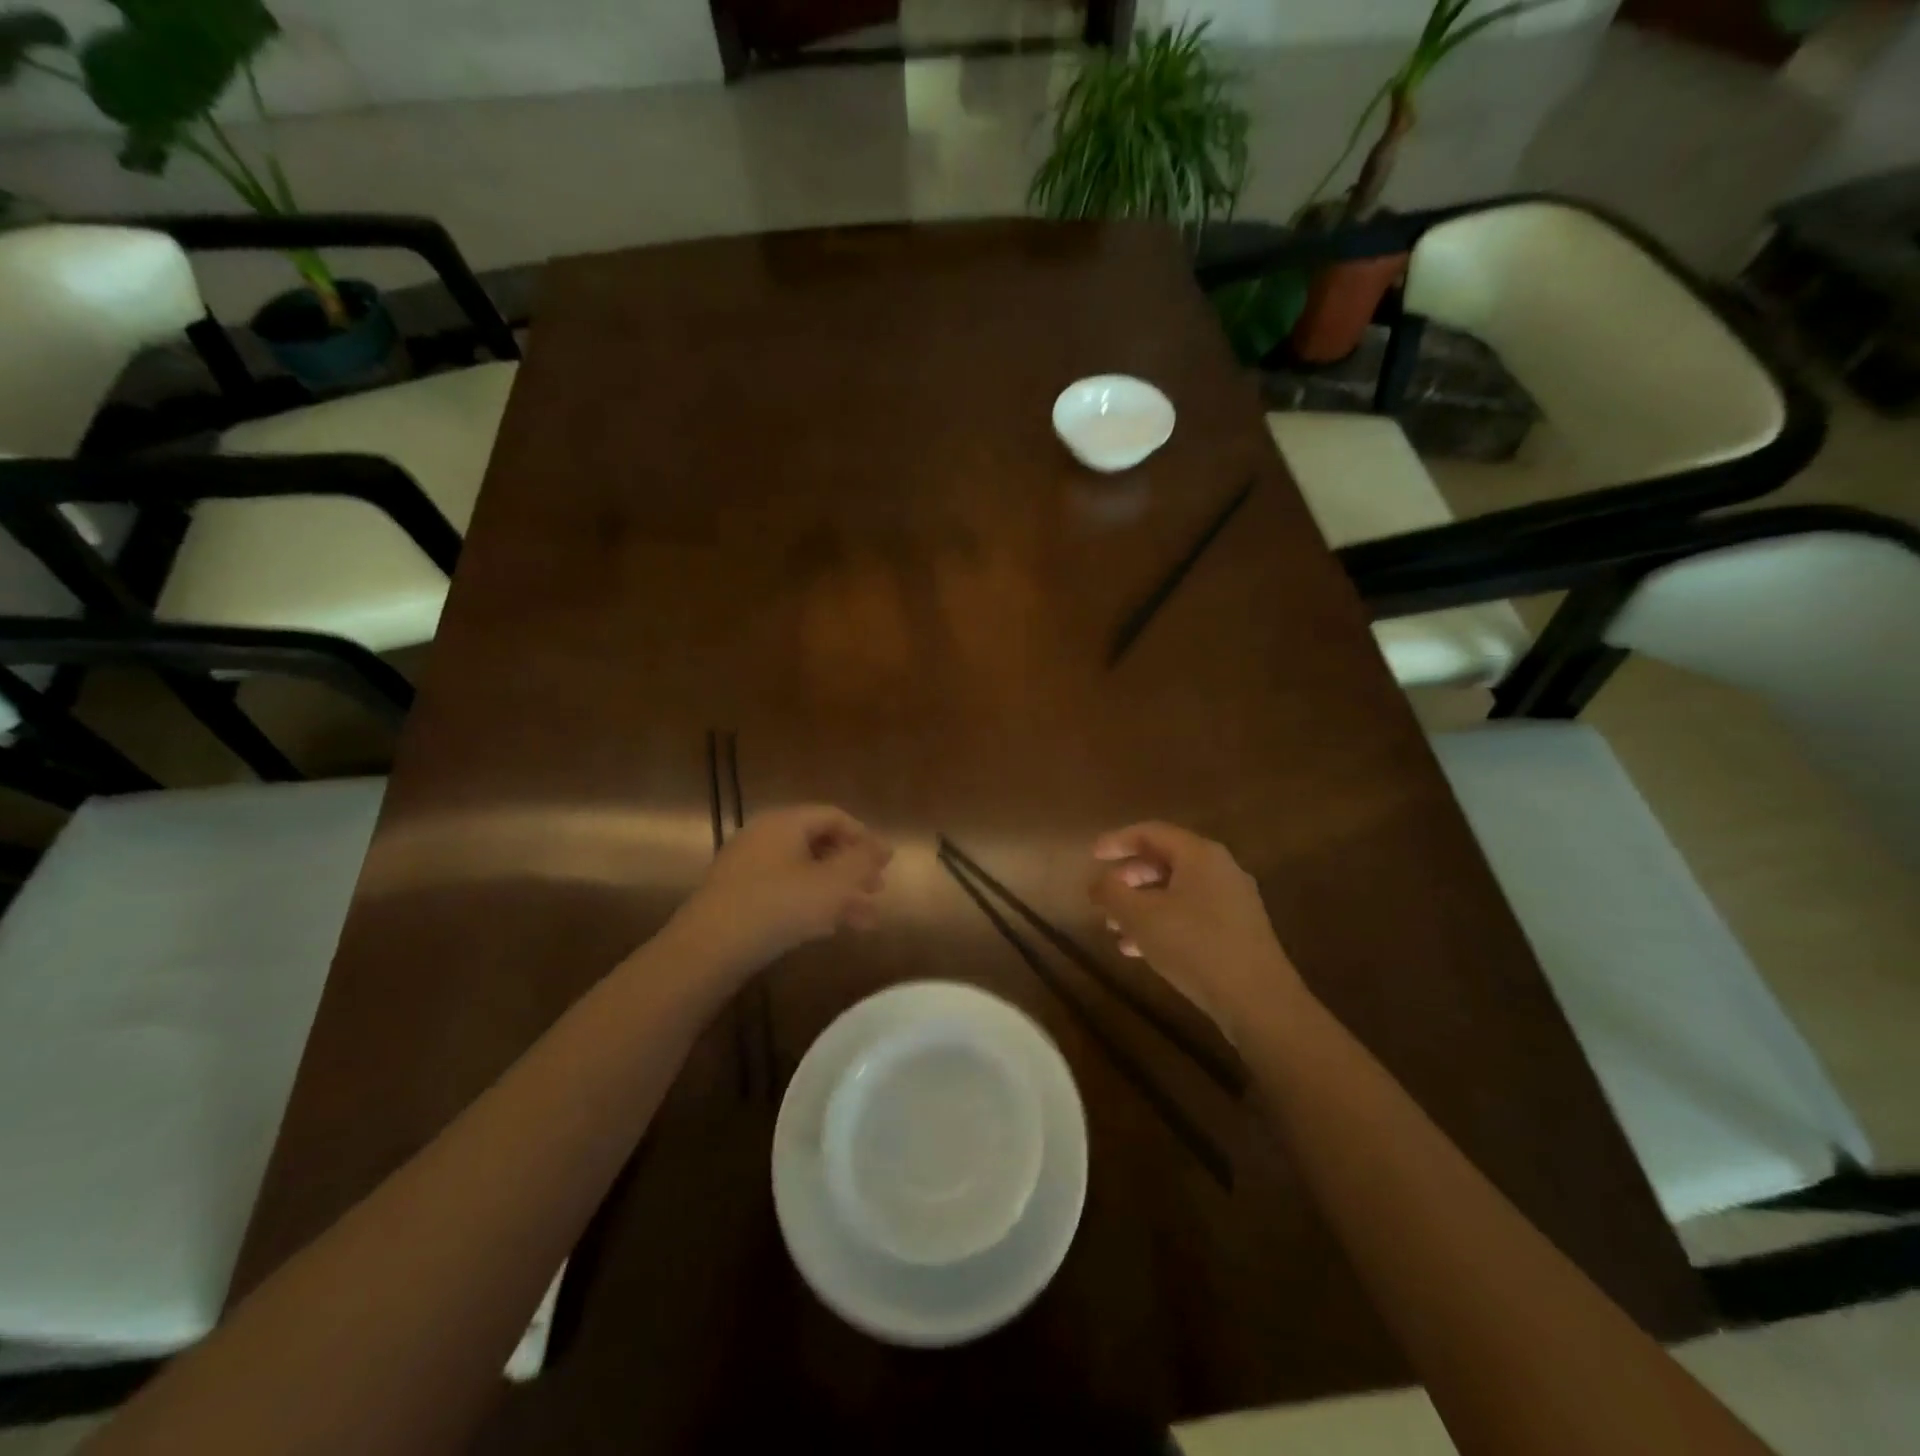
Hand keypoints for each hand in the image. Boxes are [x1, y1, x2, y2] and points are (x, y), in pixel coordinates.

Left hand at [672, 805, 892, 974]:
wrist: (710, 948)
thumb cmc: (779, 905)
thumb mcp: (833, 883)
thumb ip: (862, 862)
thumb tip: (881, 847)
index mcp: (786, 823)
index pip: (834, 817)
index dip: (865, 837)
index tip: (887, 862)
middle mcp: (764, 837)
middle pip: (819, 845)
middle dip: (853, 869)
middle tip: (878, 890)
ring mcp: (747, 868)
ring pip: (804, 873)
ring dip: (838, 893)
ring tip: (865, 919)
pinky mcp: (738, 897)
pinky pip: (785, 891)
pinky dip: (812, 904)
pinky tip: (830, 928)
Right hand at [1090, 821, 1306, 1040]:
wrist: (1258, 1001)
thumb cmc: (1194, 946)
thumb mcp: (1140, 917)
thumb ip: (1112, 893)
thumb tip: (1096, 882)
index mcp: (1199, 854)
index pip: (1151, 832)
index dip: (1117, 840)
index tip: (1092, 855)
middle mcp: (1220, 869)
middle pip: (1165, 861)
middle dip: (1128, 878)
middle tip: (1102, 895)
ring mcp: (1232, 901)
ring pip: (1176, 892)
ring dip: (1141, 905)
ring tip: (1112, 928)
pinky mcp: (1237, 931)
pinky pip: (1190, 915)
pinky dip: (1161, 923)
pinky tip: (1138, 950)